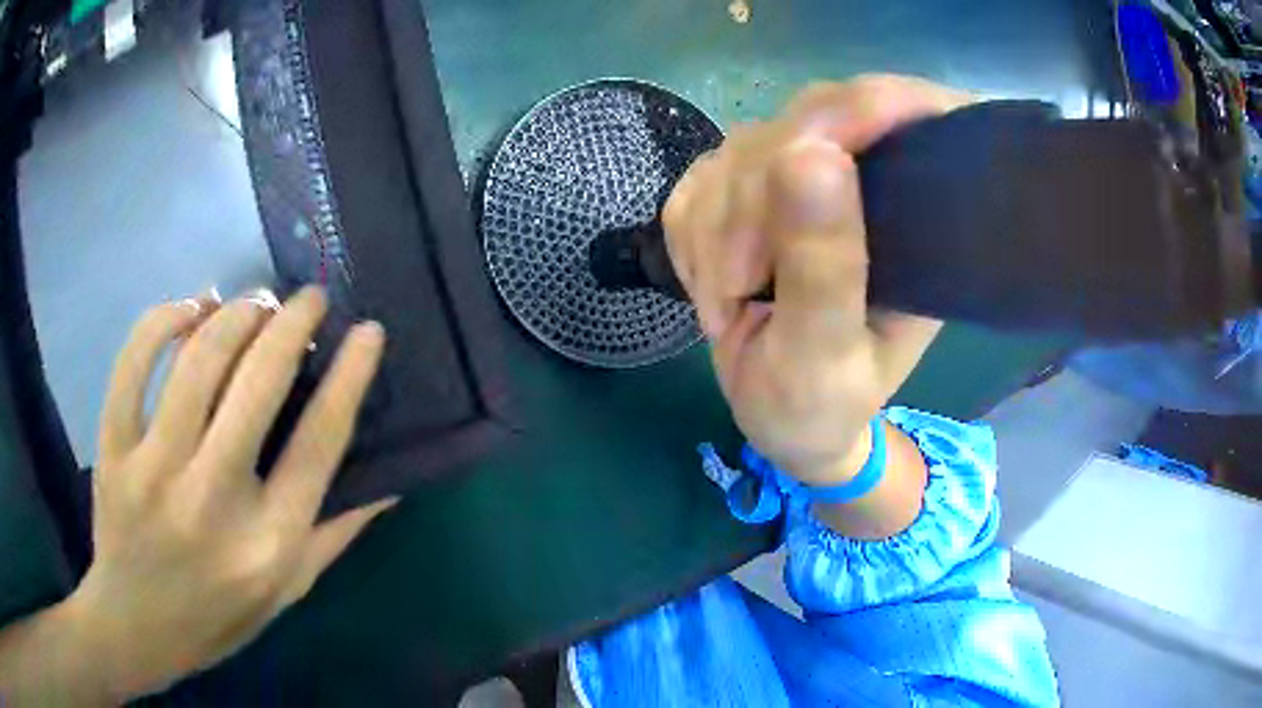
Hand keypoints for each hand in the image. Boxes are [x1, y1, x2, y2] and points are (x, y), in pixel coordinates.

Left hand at [66, 287, 395, 699]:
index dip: (348, 377)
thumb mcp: (288, 591)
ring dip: (235, 313)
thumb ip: (336, 534)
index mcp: (267, 543)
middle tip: (309, 297)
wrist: (137, 627)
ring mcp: (154, 471)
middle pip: (258, 384)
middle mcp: (212, 502)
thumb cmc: (218, 616)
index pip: (318, 443)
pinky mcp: (114, 450)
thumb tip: (392, 481)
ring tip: (254, 302)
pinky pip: (134, 362)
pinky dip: (163, 320)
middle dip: (291, 322)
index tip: (367, 331)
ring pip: (197, 359)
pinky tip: (188, 309)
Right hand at [664, 75, 972, 484]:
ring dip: (715, 229)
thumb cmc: (821, 406)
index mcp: (922, 217)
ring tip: (729, 301)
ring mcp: (805, 180)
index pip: (905, 112)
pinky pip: (701, 178)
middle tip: (742, 286)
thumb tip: (810, 153)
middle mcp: (871, 183)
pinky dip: (692, 233)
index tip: (805, 165)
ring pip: (741, 150)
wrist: (785, 422)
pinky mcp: (751, 190)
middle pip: (804, 123)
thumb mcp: (827, 354)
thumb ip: (824, 264)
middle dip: (755, 204)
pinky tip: (714, 281)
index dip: (860, 111)